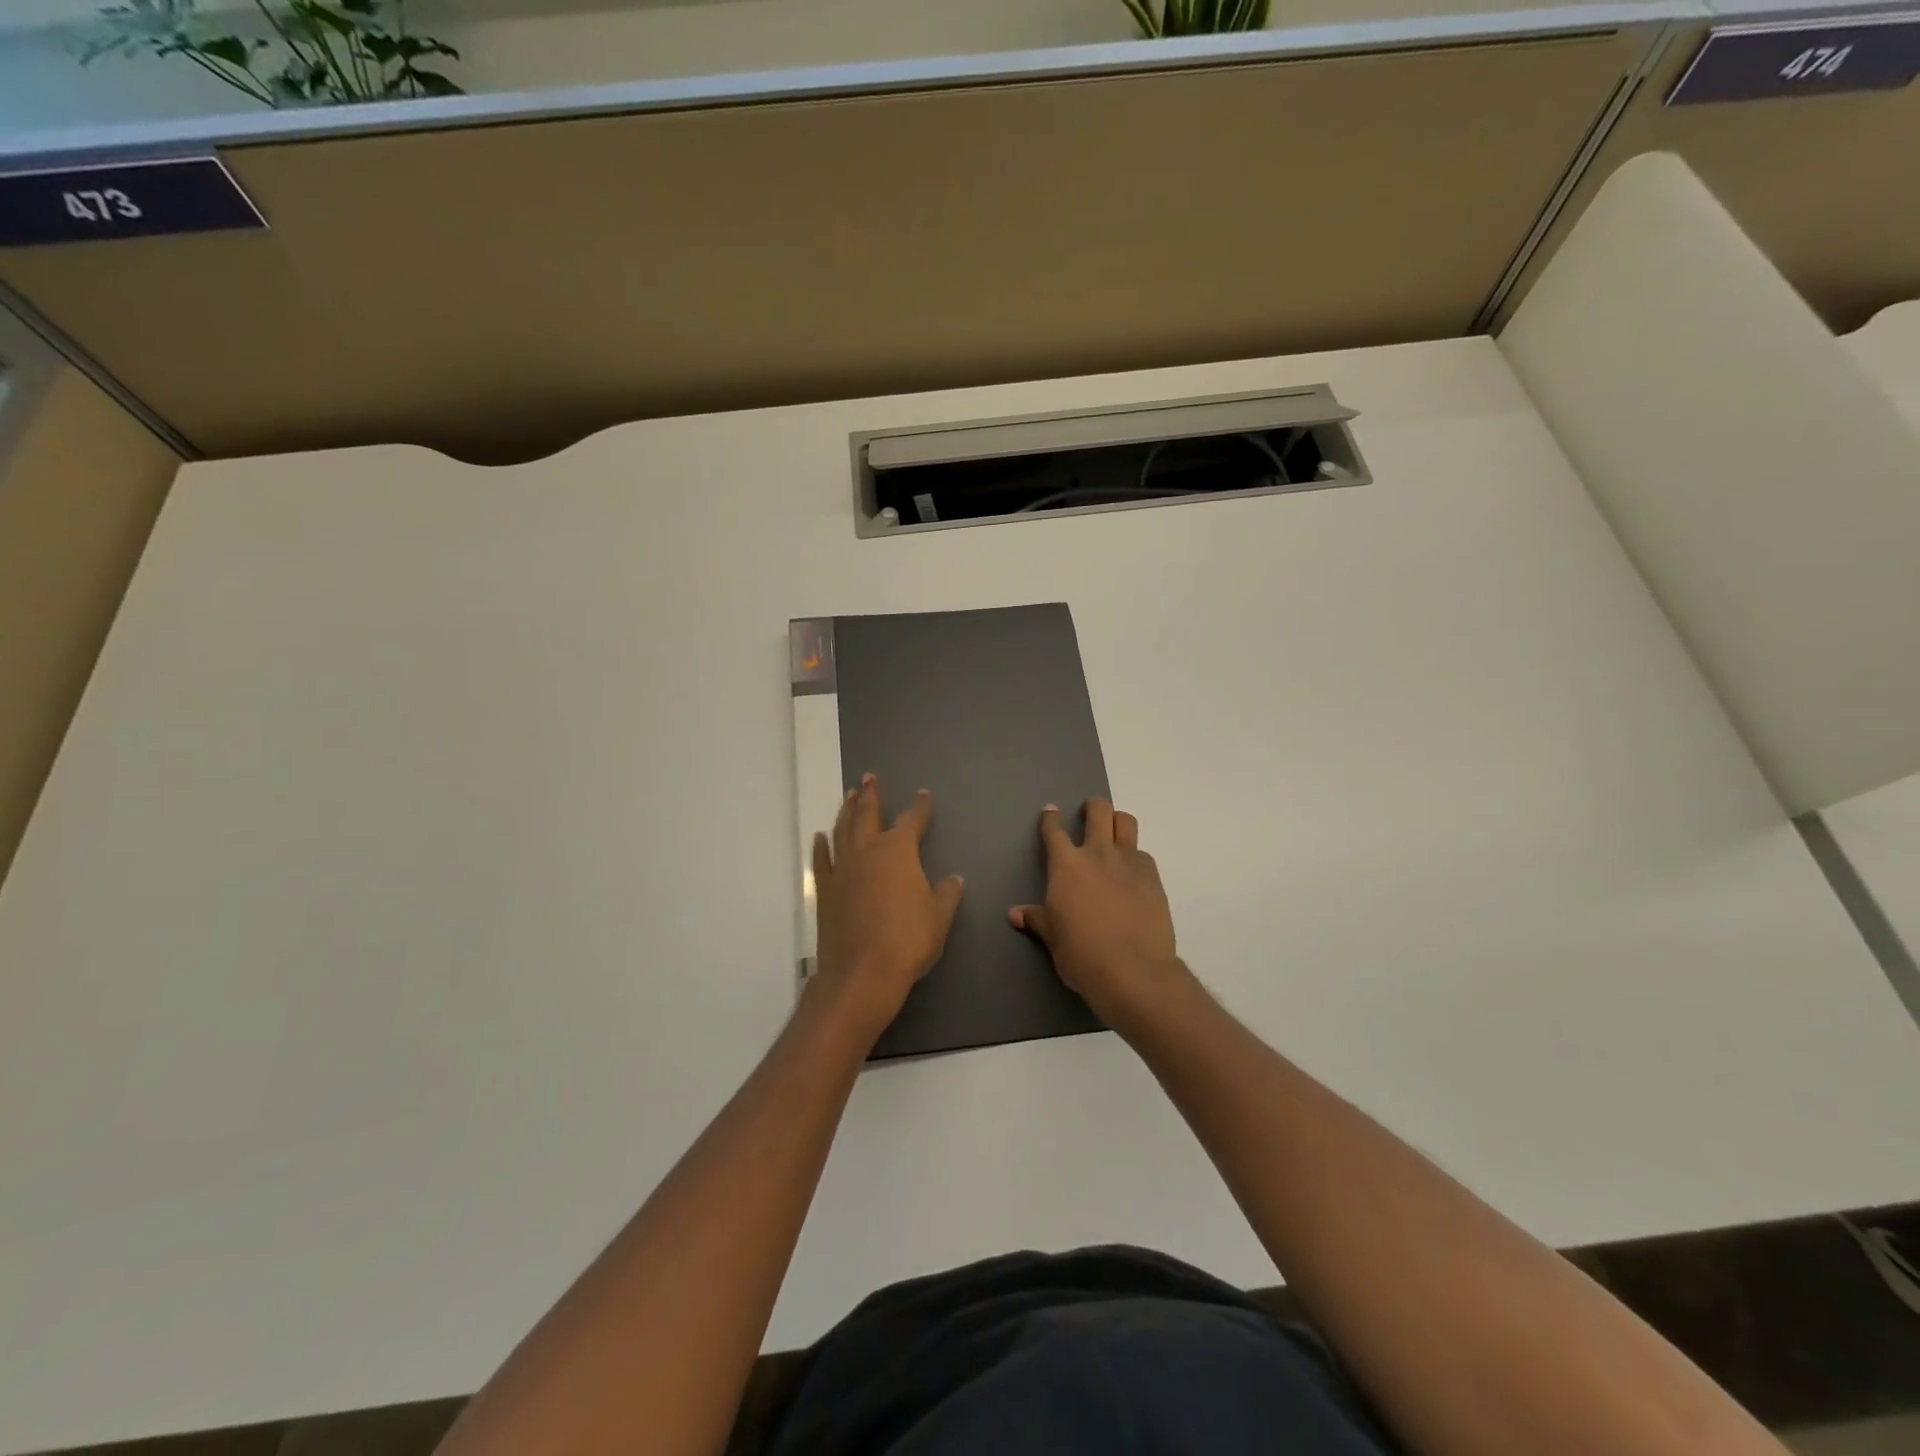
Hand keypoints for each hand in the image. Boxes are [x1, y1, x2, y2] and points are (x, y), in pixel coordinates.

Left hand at [811, 773, 964, 1042]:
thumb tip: (953, 879)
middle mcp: (868, 851)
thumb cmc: (908, 941)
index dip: (920, 807)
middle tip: (869, 777)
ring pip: (843, 830)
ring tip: (849, 795)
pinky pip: (822, 860)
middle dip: (871, 795)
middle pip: (868, 814)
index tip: (923, 795)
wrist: (861, 973)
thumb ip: (947, 894)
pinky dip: (822, 846)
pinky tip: (821, 836)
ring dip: (847, 811)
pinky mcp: (824, 890)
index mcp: (899, 851)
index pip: (912, 820)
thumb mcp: (939, 917)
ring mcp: (843, 869)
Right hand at [1010, 799, 1182, 1031]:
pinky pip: (1143, 854)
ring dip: (1118, 822)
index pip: (1054, 831)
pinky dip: (1135, 858)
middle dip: (1092, 807)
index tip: (1050, 812)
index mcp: (1066, 865)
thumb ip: (1036, 919)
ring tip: (1114, 834)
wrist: (1132, 969)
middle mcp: (1098, 854)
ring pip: (1126, 822)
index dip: (1050, 819)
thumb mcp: (1053, 937)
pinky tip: (1132, 876)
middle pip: (1098, 811)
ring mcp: (1129, 862)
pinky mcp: (1153, 877)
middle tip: (1089, 814)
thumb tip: (1014, 914)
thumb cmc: (1081, 953)